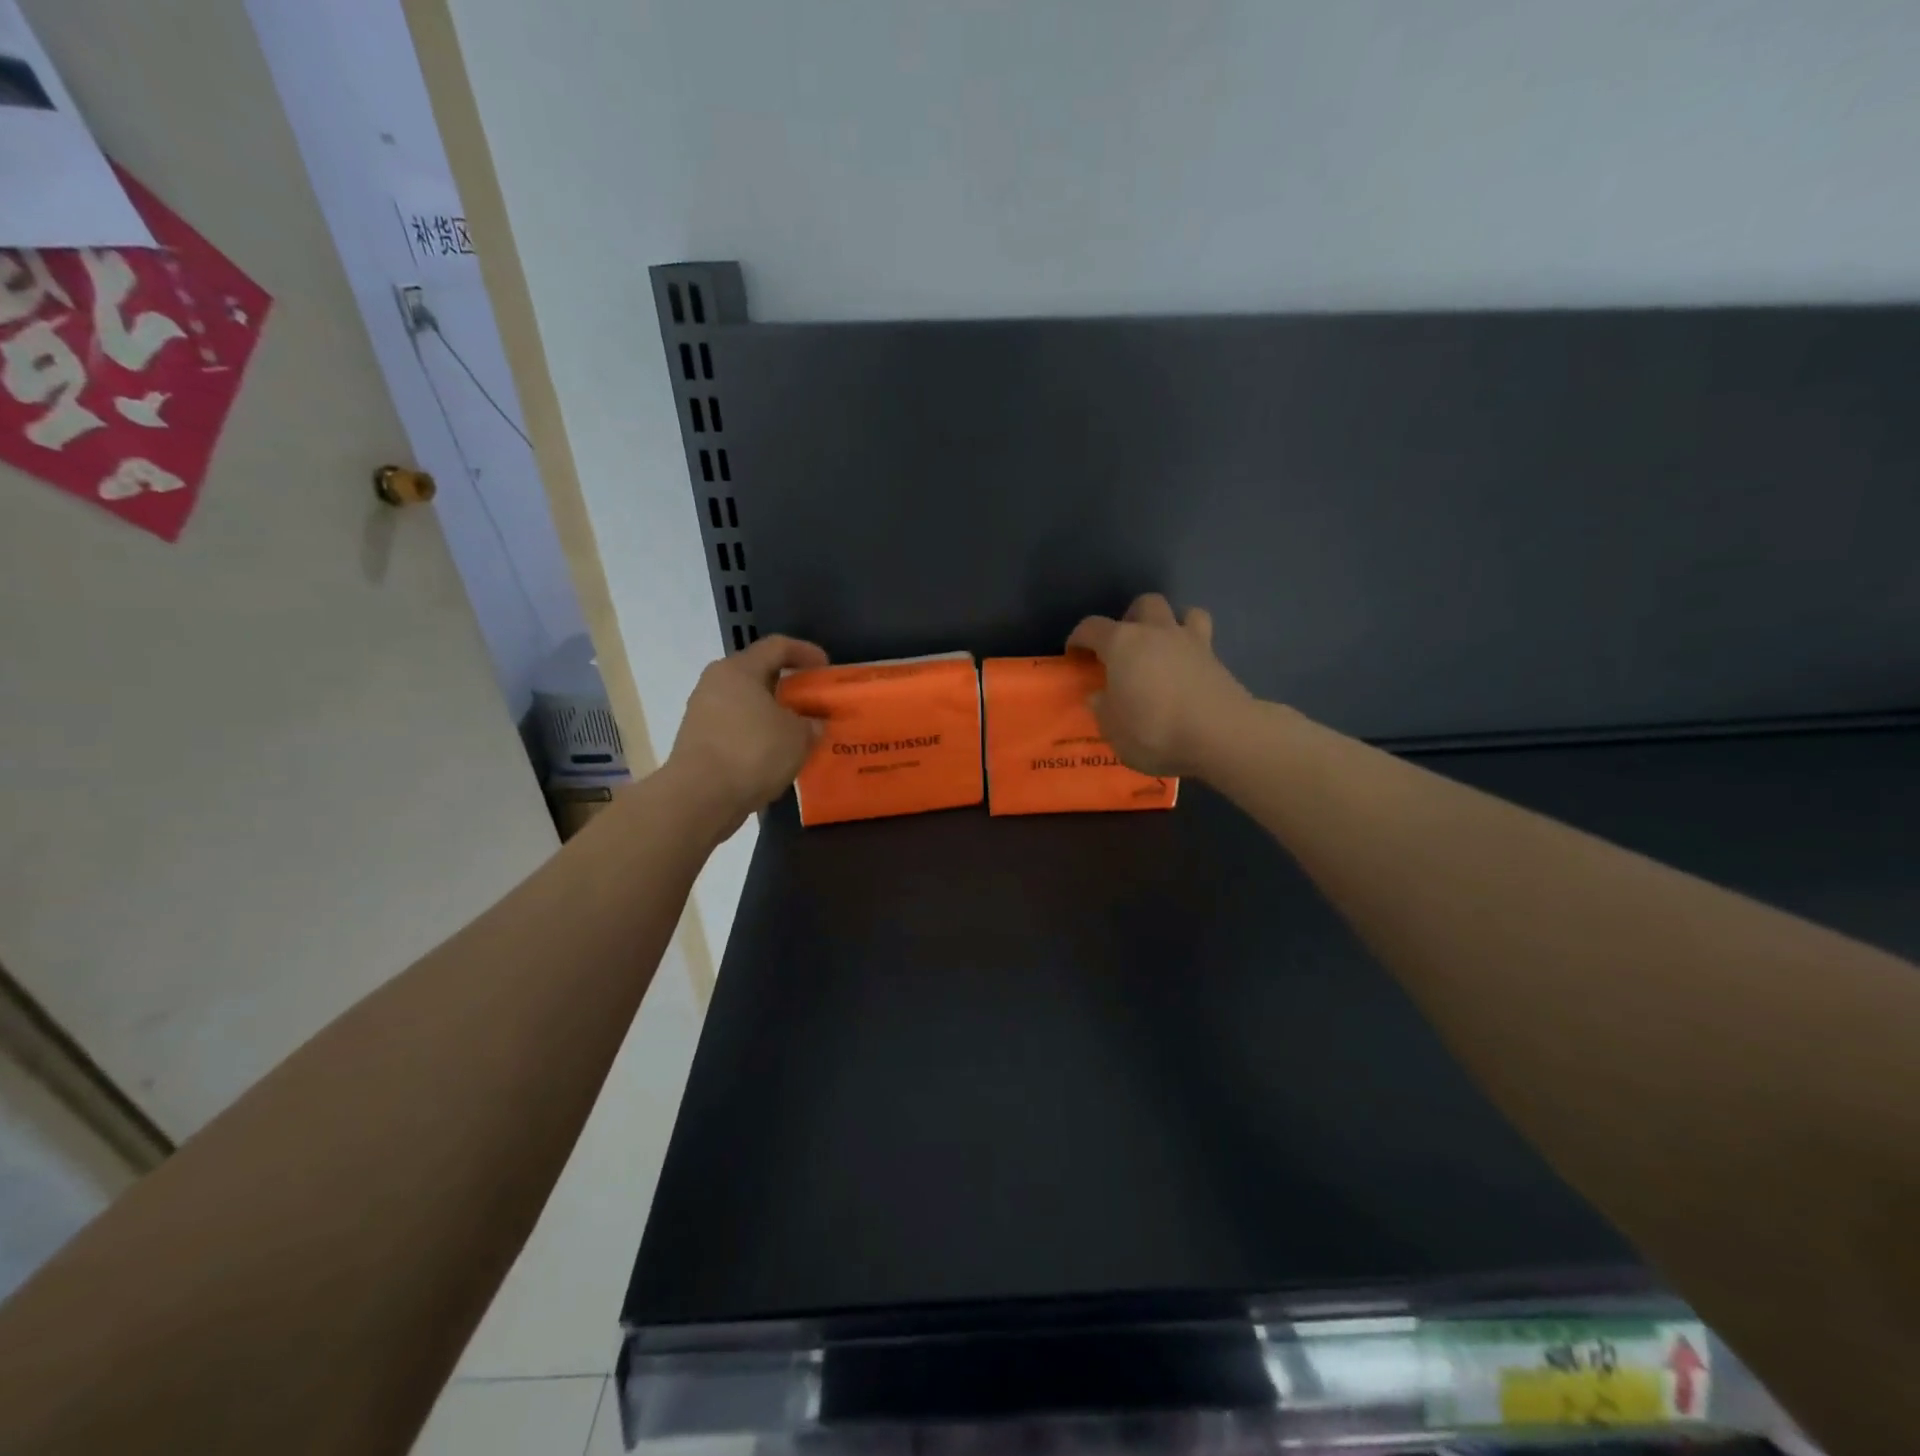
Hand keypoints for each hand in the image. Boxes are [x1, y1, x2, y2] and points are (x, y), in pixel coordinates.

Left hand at [664, 635, 828, 836]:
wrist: (700, 797)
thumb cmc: (753, 752)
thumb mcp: (798, 735)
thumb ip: (811, 723)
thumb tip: (812, 723)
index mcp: (739, 669)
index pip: (777, 647)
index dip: (805, 652)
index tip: (826, 668)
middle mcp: (716, 684)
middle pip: (758, 675)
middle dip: (788, 687)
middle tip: (813, 702)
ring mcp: (703, 713)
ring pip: (747, 704)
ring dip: (773, 714)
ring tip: (799, 733)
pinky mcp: (699, 742)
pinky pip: (737, 729)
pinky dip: (758, 736)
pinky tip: (777, 755)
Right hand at [1066, 594, 1253, 778]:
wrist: (1222, 735)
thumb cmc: (1155, 730)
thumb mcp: (1114, 730)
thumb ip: (1103, 709)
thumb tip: (1099, 696)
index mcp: (1123, 644)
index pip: (1092, 627)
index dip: (1079, 638)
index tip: (1074, 654)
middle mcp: (1157, 633)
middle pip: (1144, 604)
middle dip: (1131, 618)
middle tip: (1124, 646)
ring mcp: (1192, 643)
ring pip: (1183, 613)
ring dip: (1171, 624)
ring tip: (1162, 650)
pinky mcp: (1218, 661)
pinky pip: (1203, 642)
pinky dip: (1193, 651)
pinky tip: (1187, 673)